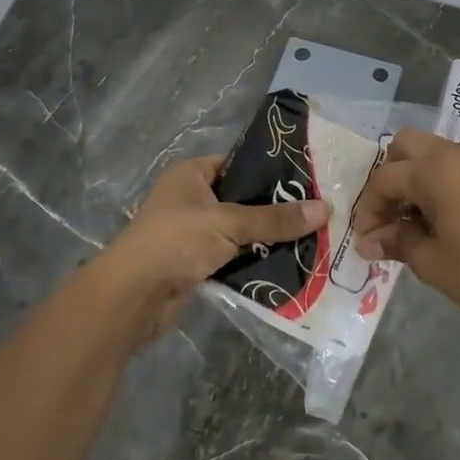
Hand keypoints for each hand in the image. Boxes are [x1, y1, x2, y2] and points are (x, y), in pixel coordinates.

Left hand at [92, 154, 328, 344]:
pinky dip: (254, 261)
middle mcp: (191, 200)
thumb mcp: (229, 223)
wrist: (133, 296)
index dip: (270, 170)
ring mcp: (192, 234)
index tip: (307, 179)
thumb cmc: (176, 242)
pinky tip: (287, 264)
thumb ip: (275, 218)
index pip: (238, 163)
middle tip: (317, 212)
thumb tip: (326, 208)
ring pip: (240, 231)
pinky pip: (233, 257)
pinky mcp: (196, 264)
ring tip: (311, 238)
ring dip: (267, 238)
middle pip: (242, 199)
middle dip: (275, 209)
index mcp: (191, 175)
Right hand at [354, 129, 459, 341]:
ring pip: (434, 153)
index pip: (384, 179)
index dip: (369, 209)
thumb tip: (370, 242)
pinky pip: (458, 166)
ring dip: (416, 178)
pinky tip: (445, 219)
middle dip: (390, 176)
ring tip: (416, 221)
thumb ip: (397, 242)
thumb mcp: (431, 261)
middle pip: (406, 146)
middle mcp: (455, 154)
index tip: (367, 240)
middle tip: (390, 214)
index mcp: (432, 170)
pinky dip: (441, 182)